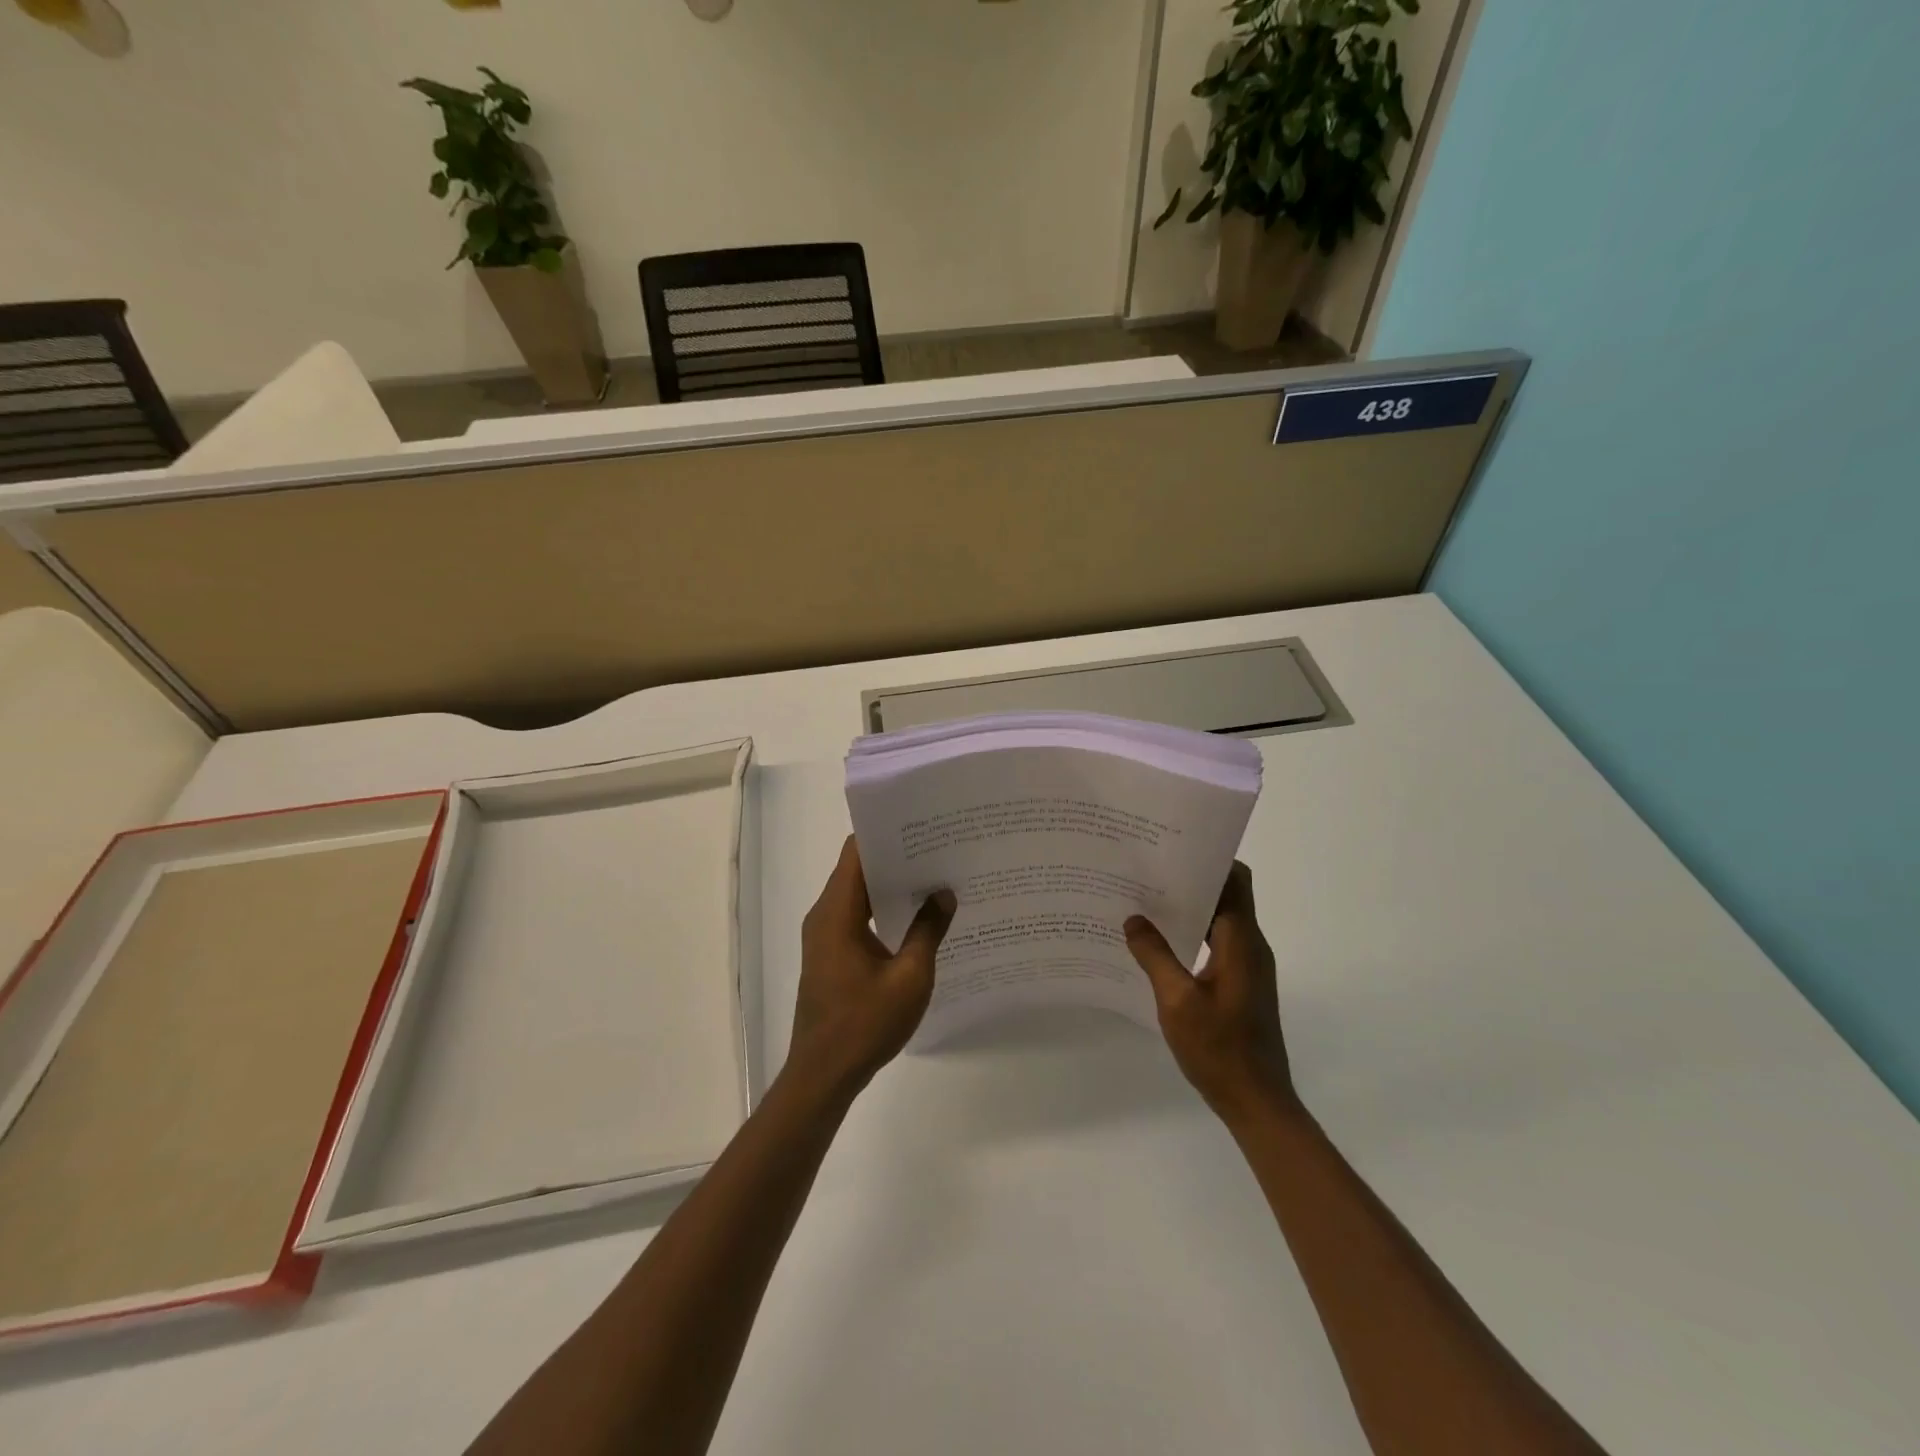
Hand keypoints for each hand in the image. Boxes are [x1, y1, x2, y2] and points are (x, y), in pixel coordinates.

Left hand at [789, 836, 955, 1100]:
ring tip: (934, 875)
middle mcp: (825, 915)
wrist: (824, 1074)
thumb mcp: (909, 977)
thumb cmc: (865, 1024)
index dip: (886, 833)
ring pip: (858, 893)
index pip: (856, 852)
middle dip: (896, 856)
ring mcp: (825, 936)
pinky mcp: (830, 954)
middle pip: (857, 869)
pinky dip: (882, 908)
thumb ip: (928, 930)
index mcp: (837, 912)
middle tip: (939, 847)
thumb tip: (944, 893)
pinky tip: (917, 915)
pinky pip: (856, 916)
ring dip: (890, 884)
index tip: (921, 824)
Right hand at [1125, 862, 1296, 1126]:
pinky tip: (1159, 943)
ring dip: (1190, 907)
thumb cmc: (1219, 1049)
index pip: (1235, 880)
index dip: (1210, 859)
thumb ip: (1154, 956)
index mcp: (1242, 942)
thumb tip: (1134, 920)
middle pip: (1227, 895)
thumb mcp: (1177, 1001)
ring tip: (1146, 900)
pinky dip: (1193, 933)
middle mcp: (1250, 946)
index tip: (1173, 848)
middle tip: (1148, 870)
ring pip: (1221, 920)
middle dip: (1192, 879)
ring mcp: (1248, 966)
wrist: (1257, 1102)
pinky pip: (1217, 943)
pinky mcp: (1241, 984)